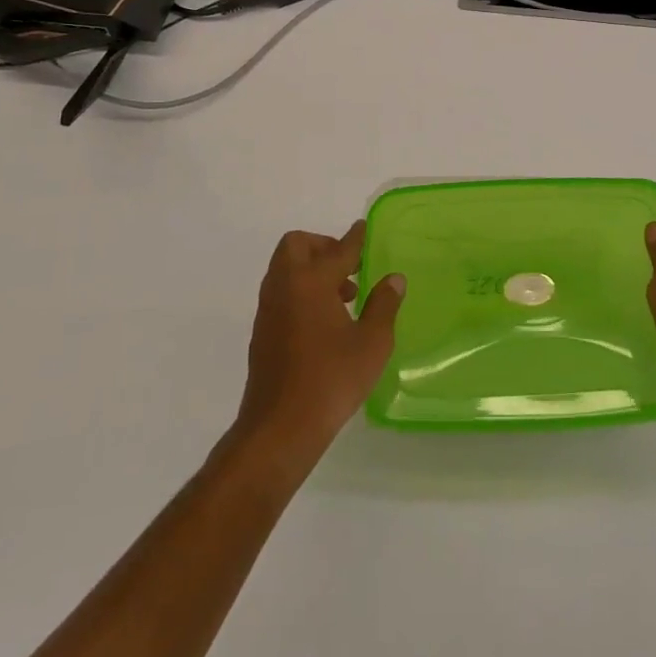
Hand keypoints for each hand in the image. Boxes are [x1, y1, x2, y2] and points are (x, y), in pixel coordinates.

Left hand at [233, 222, 405, 469]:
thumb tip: (393, 279)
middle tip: (349, 268)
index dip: (355, 238)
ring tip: (344, 297)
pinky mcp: (262, 332)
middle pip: (297, 246)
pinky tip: (324, 322)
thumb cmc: (331, 379)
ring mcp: (268, 309)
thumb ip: (384, 305)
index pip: (338, 249)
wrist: (280, 428)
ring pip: (286, 270)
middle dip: (323, 247)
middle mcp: (284, 287)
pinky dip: (301, 292)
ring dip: (311, 271)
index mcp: (311, 281)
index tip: (364, 228)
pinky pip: (281, 293)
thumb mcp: (372, 343)